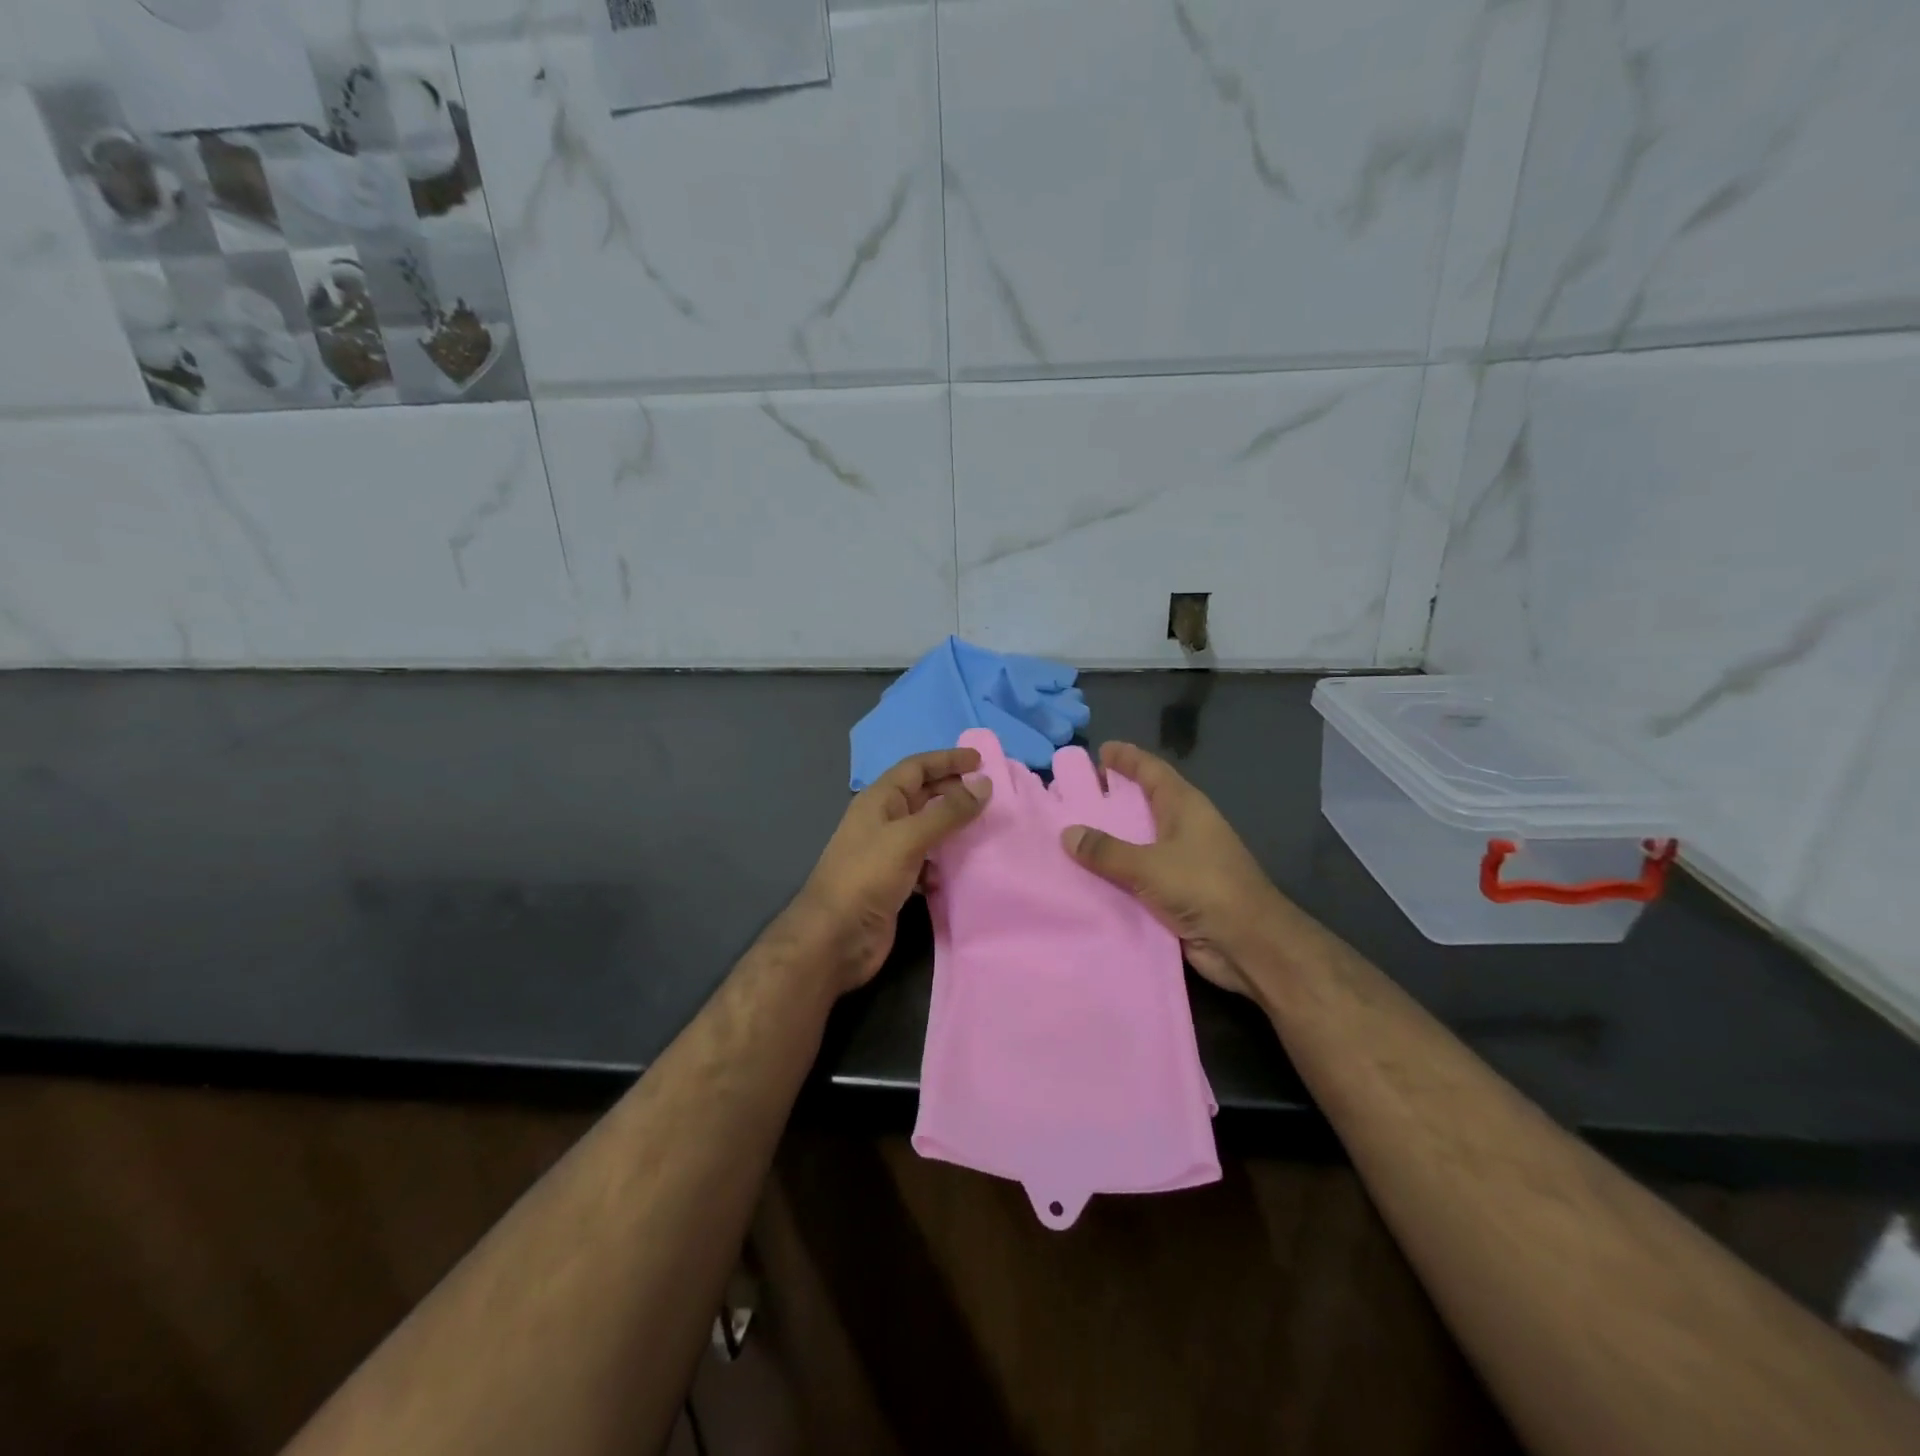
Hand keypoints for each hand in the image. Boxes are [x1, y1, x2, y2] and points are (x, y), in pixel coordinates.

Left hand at [792, 747, 992, 991]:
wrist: (835, 938)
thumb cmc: (867, 877)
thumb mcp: (908, 837)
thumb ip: (947, 811)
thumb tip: (983, 784)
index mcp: (879, 800)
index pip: (916, 767)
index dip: (947, 760)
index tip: (980, 760)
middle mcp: (883, 821)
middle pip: (922, 795)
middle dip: (953, 791)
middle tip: (989, 795)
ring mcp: (887, 853)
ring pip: (926, 829)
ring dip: (952, 827)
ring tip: (984, 829)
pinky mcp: (895, 882)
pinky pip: (926, 862)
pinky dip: (943, 861)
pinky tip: (960, 868)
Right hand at [1060, 742, 1284, 998]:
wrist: (1248, 943)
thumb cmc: (1204, 887)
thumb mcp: (1149, 864)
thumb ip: (1107, 850)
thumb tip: (1068, 833)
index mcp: (1184, 807)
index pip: (1152, 770)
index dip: (1127, 758)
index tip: (1100, 749)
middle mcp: (1184, 827)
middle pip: (1145, 802)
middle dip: (1113, 796)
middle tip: (1076, 793)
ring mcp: (1183, 860)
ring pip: (1140, 840)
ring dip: (1112, 837)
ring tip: (1072, 832)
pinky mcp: (1178, 891)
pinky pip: (1139, 873)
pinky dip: (1117, 871)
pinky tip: (1088, 874)